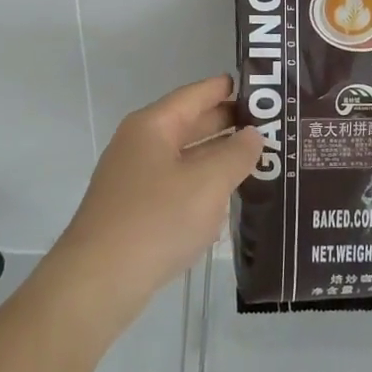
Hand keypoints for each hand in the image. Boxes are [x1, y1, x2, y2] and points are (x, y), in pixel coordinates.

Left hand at [46, 76, 262, 330]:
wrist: (98, 282)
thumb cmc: (156, 220)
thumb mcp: (208, 183)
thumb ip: (236, 154)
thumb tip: (252, 134)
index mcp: (153, 125)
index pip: (197, 94)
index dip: (229, 89)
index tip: (264, 88)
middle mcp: (140, 144)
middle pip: (191, 124)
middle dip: (229, 125)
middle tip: (273, 127)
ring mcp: (135, 178)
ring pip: (185, 158)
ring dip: (218, 158)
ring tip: (259, 161)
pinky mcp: (135, 211)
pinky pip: (176, 187)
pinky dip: (202, 187)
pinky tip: (228, 201)